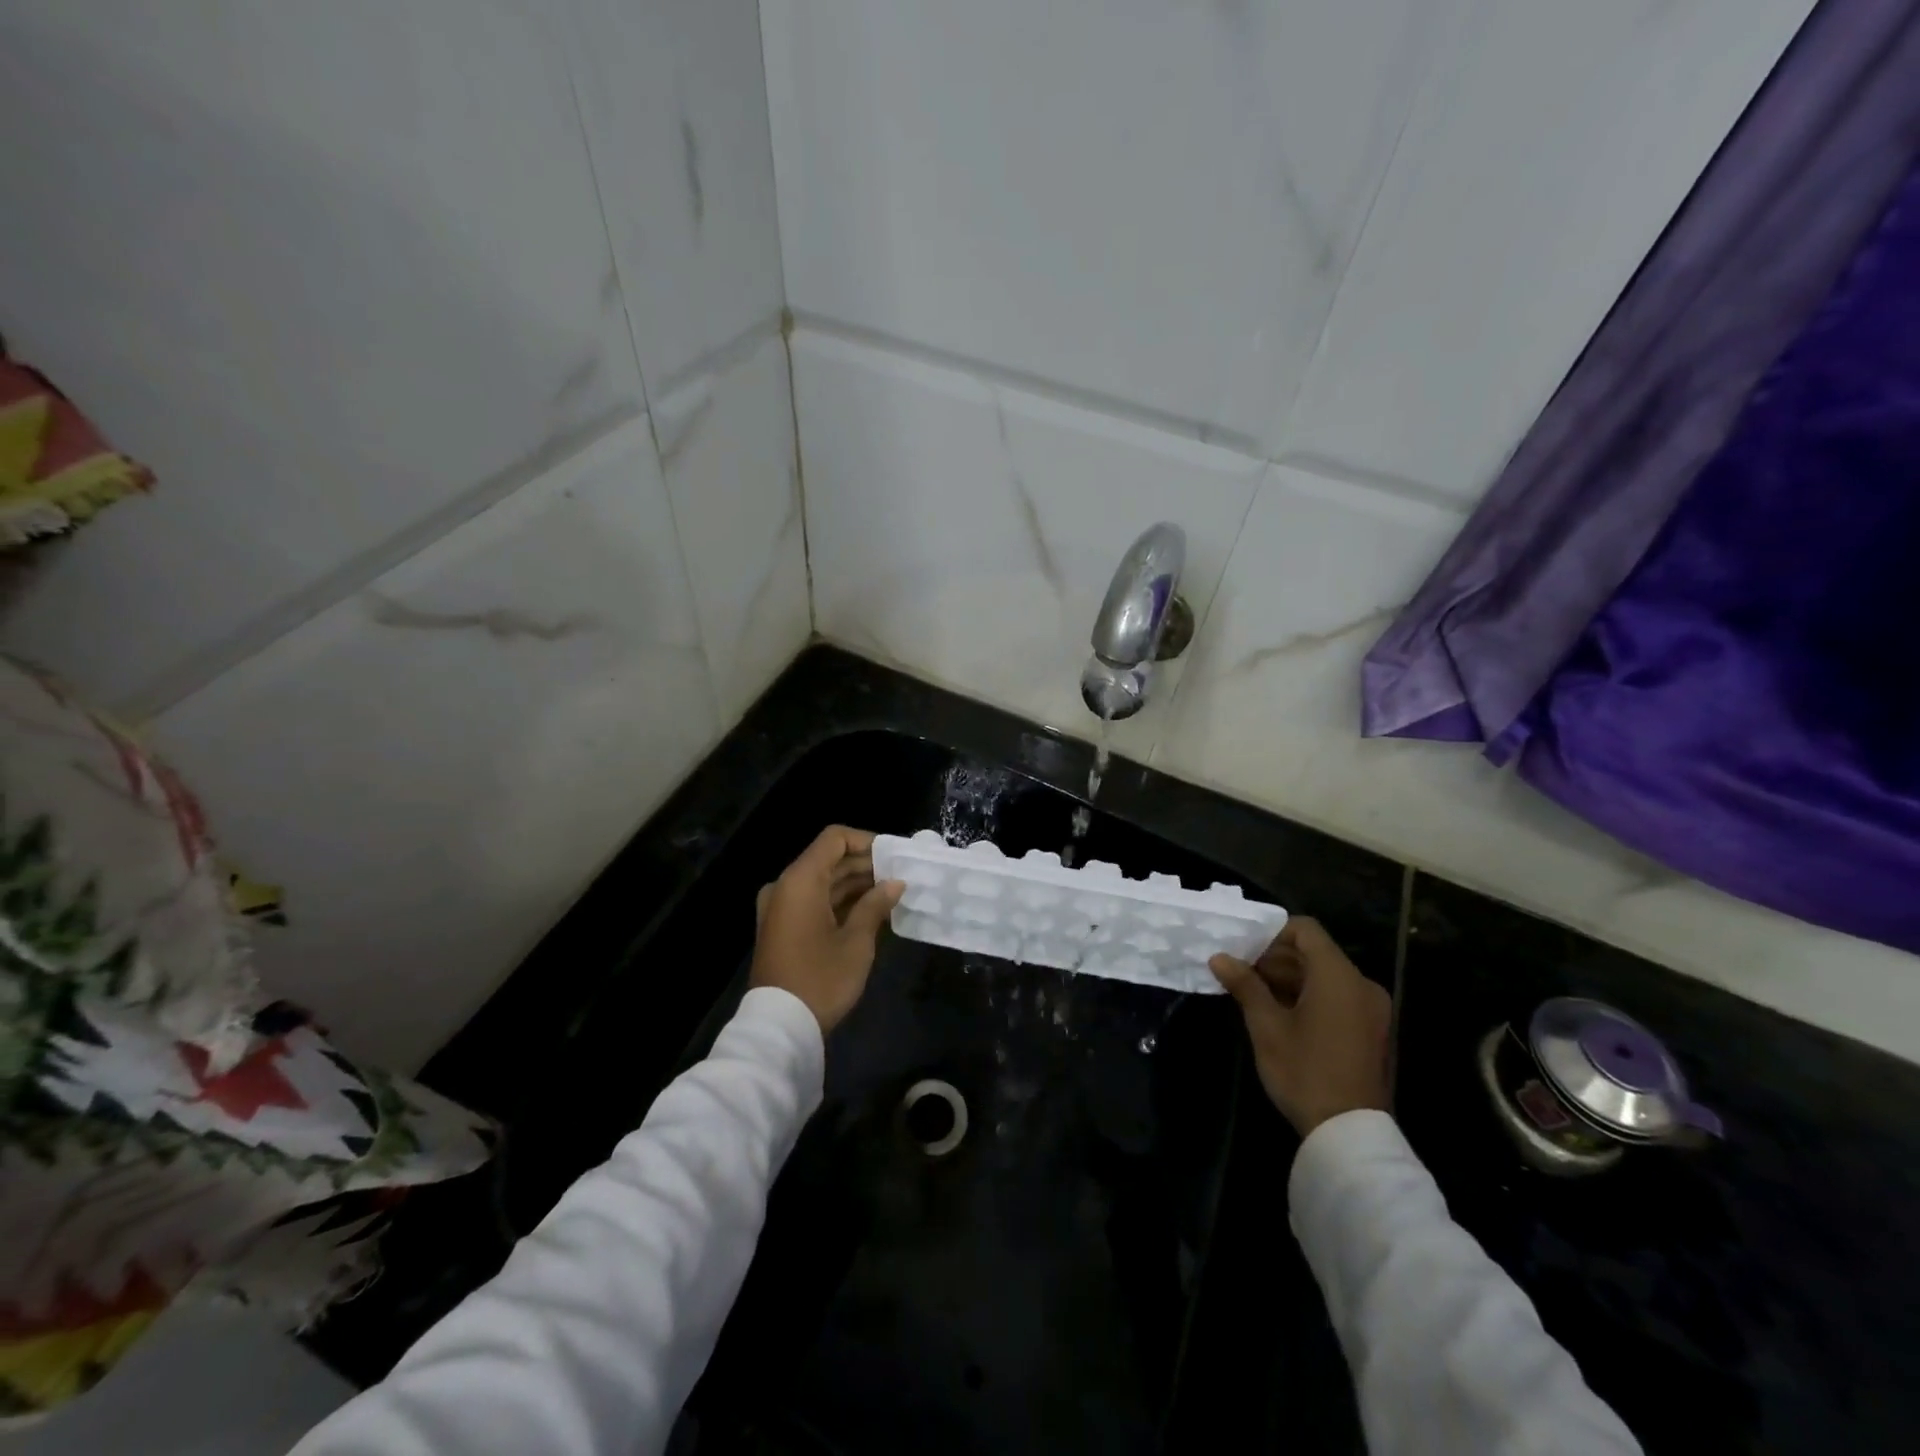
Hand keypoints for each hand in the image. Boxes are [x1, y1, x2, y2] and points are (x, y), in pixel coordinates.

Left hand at [750, 826, 904, 1033]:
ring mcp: (780, 907)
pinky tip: (869, 911)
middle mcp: (785, 886)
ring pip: (822, 881)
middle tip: (899, 876)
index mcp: (800, 880)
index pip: (834, 838)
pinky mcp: (782, 927)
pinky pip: (813, 901)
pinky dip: (839, 901)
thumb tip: (895, 883)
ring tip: (891, 893)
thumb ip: (875, 905)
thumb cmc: (821, 978)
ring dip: (854, 884)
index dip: (866, 841)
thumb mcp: (856, 941)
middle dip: (865, 864)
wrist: (779, 1026)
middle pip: (829, 859)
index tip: (893, 857)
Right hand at [1210, 917, 1390, 1136]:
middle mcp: (1362, 985)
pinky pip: (1339, 998)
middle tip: (1242, 974)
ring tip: (1255, 995)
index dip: (1272, 933)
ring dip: (1292, 979)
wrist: (1351, 1134)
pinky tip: (1282, 1016)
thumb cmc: (1304, 1071)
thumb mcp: (1266, 1027)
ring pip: (1326, 977)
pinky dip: (1311, 997)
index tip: (1244, 951)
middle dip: (1277, 959)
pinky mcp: (1374, 1032)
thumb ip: (1245, 985)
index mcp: (1338, 976)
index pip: (1306, 930)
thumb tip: (1220, 958)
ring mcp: (1373, 1010)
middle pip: (1316, 953)